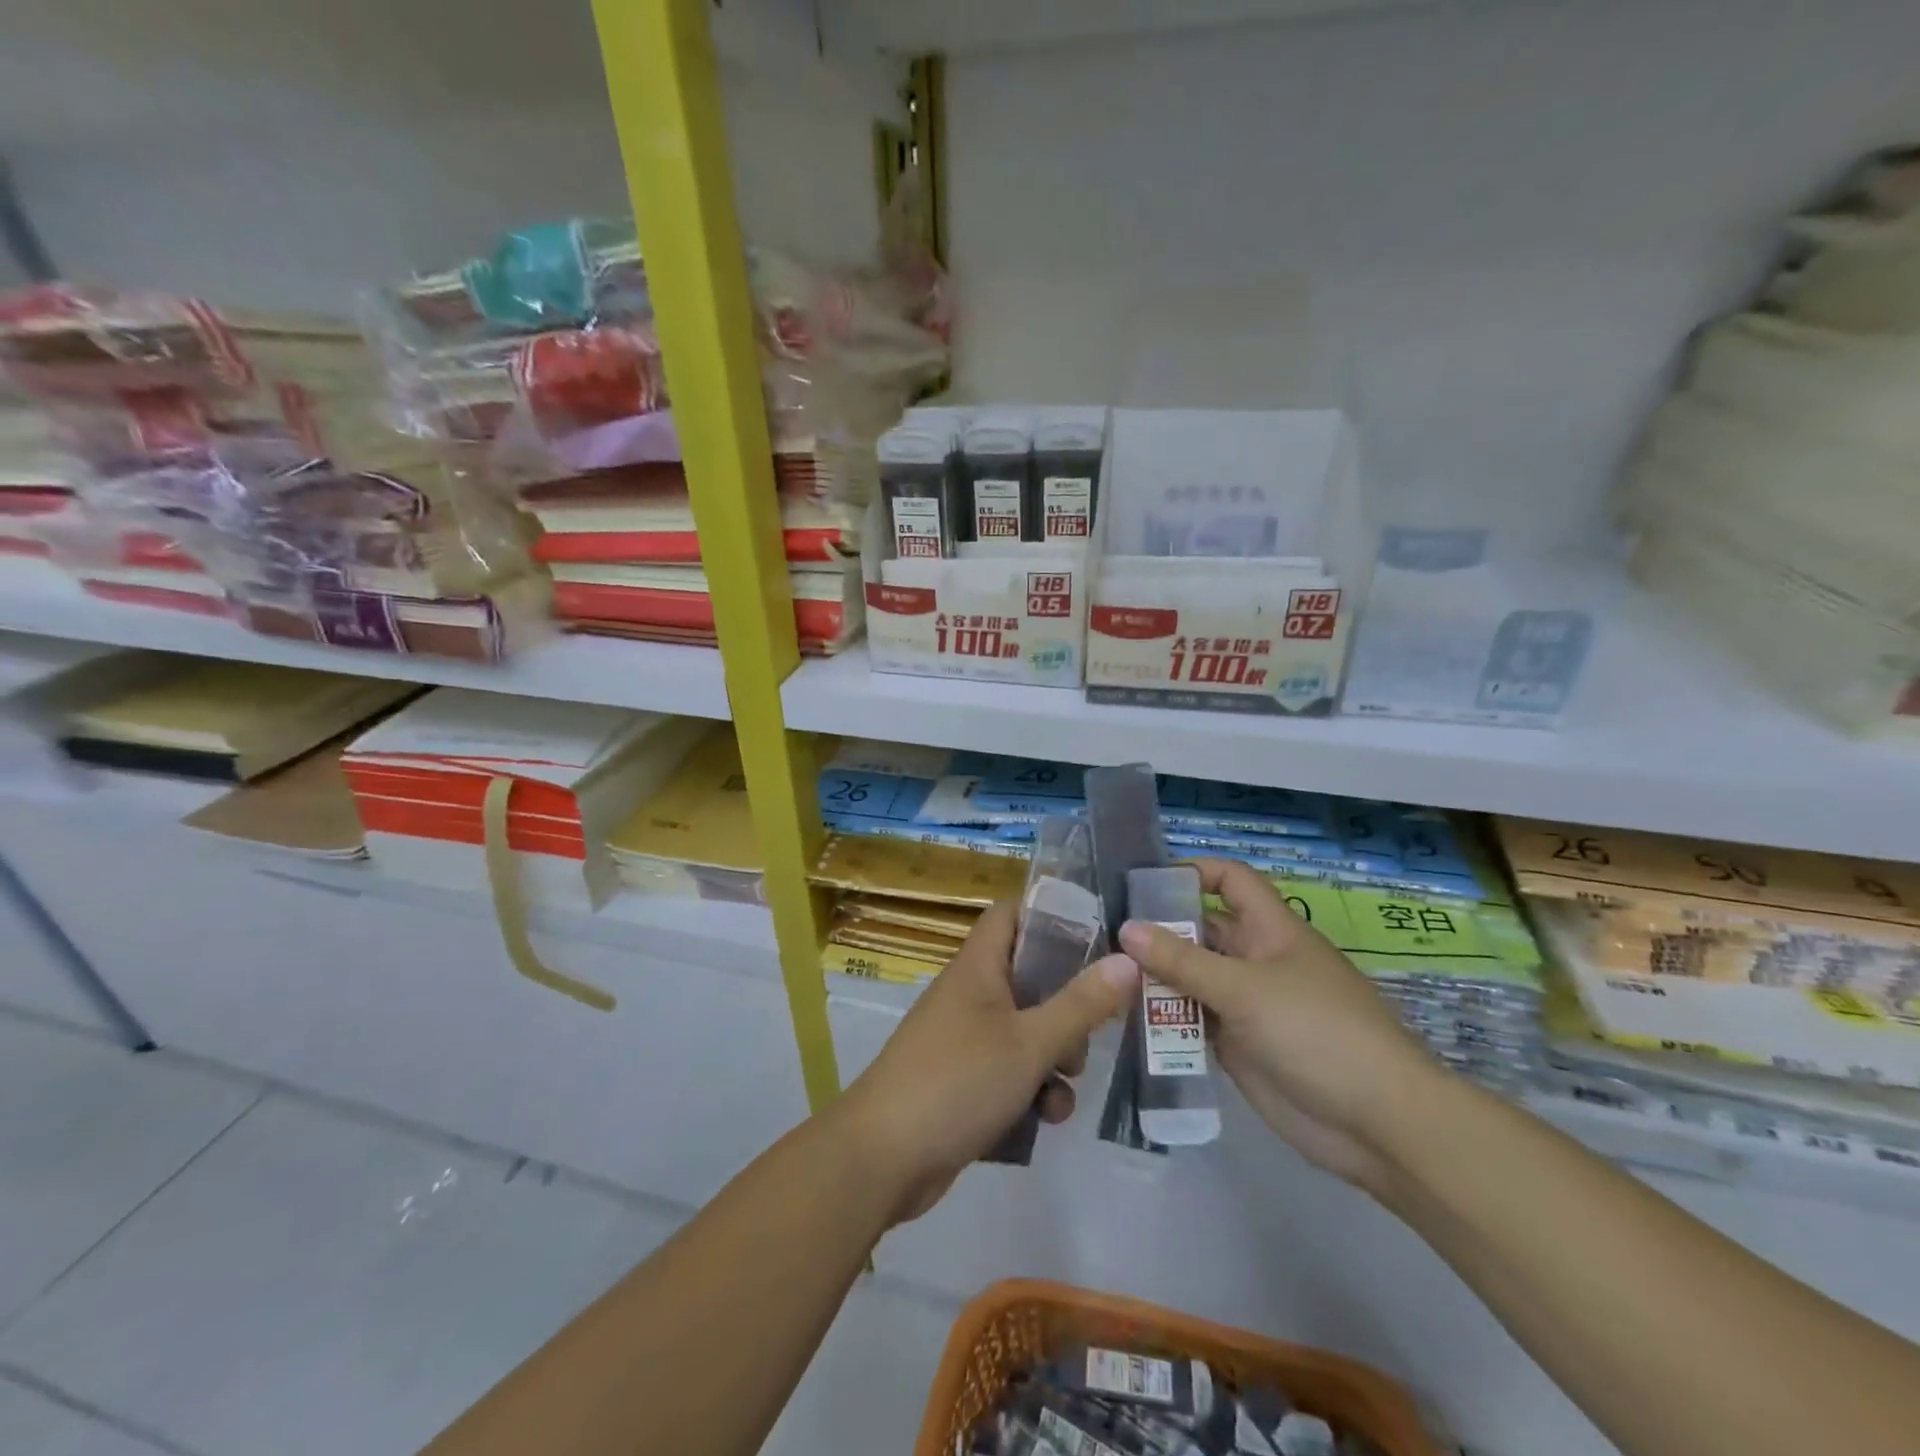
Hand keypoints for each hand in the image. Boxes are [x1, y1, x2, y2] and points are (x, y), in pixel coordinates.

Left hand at [837, 899, 1138, 1223]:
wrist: (883, 1158)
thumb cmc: (958, 1081)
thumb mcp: (1030, 1042)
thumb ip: (1081, 1004)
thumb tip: (1128, 959)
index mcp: (978, 967)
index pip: (1011, 914)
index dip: (1050, 915)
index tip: (1096, 935)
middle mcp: (970, 994)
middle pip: (1028, 977)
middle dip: (1067, 1005)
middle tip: (1094, 1028)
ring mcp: (964, 1039)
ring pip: (1025, 1030)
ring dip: (1054, 1056)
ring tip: (1067, 1083)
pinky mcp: (963, 1081)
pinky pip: (1009, 1070)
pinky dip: (1030, 1088)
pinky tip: (1046, 1118)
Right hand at [1118, 858, 1442, 1194]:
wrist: (1377, 1124)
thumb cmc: (1316, 1032)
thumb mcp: (1245, 989)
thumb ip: (1182, 960)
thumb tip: (1127, 928)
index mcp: (1270, 930)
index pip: (1230, 880)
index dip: (1192, 872)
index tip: (1143, 882)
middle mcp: (1255, 960)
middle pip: (1201, 930)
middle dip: (1158, 929)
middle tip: (1102, 934)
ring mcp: (1246, 1004)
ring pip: (1192, 977)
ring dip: (1156, 977)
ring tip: (1105, 977)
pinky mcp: (1239, 1045)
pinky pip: (1194, 1021)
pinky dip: (1165, 1018)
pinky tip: (1127, 1020)